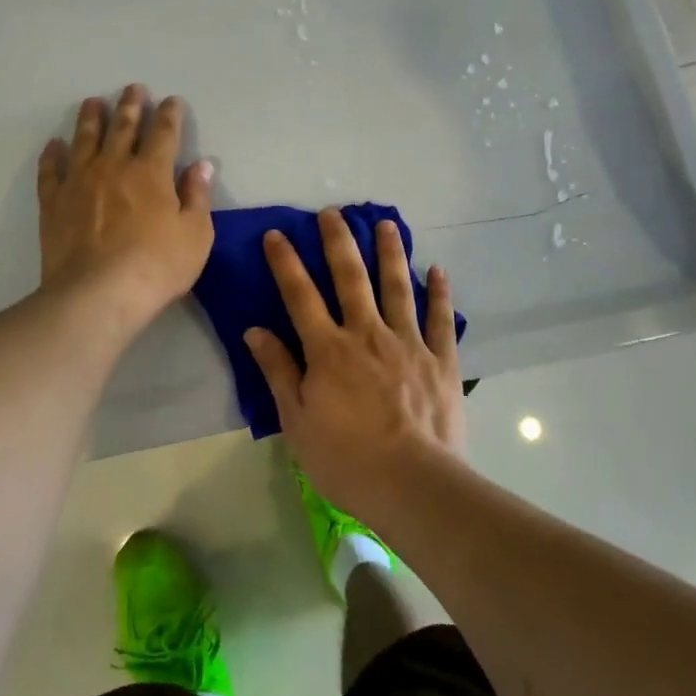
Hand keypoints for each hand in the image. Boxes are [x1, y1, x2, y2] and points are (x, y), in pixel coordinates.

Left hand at [37, 86, 214, 331]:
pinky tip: (54, 145)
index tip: (172, 101)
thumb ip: (198, 196)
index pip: (164, 132)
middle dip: (130, 105)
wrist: (97, 294)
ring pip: (85, 139)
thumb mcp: (195, 234)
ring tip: (92, 102)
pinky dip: (52, 155)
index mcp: (152, 172)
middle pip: (123, 127)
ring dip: (91, 118)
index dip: (170, 114)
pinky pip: (51, 171)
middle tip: (132, 88)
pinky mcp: (54, 202)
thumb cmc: (156, 266)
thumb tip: (202, 165)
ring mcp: (80, 181)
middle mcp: (114, 166)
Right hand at [244, 209, 464, 522]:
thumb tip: (254, 330)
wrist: (412, 484)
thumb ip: (278, 371)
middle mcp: (367, 333)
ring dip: (390, 252)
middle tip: (333, 212)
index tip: (276, 234)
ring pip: (397, 287)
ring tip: (386, 223)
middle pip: (351, 278)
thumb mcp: (297, 421)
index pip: (300, 295)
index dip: (285, 263)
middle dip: (339, 241)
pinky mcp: (441, 359)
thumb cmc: (346, 459)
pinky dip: (440, 293)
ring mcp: (408, 343)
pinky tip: (439, 270)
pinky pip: (441, 318)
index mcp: (328, 349)